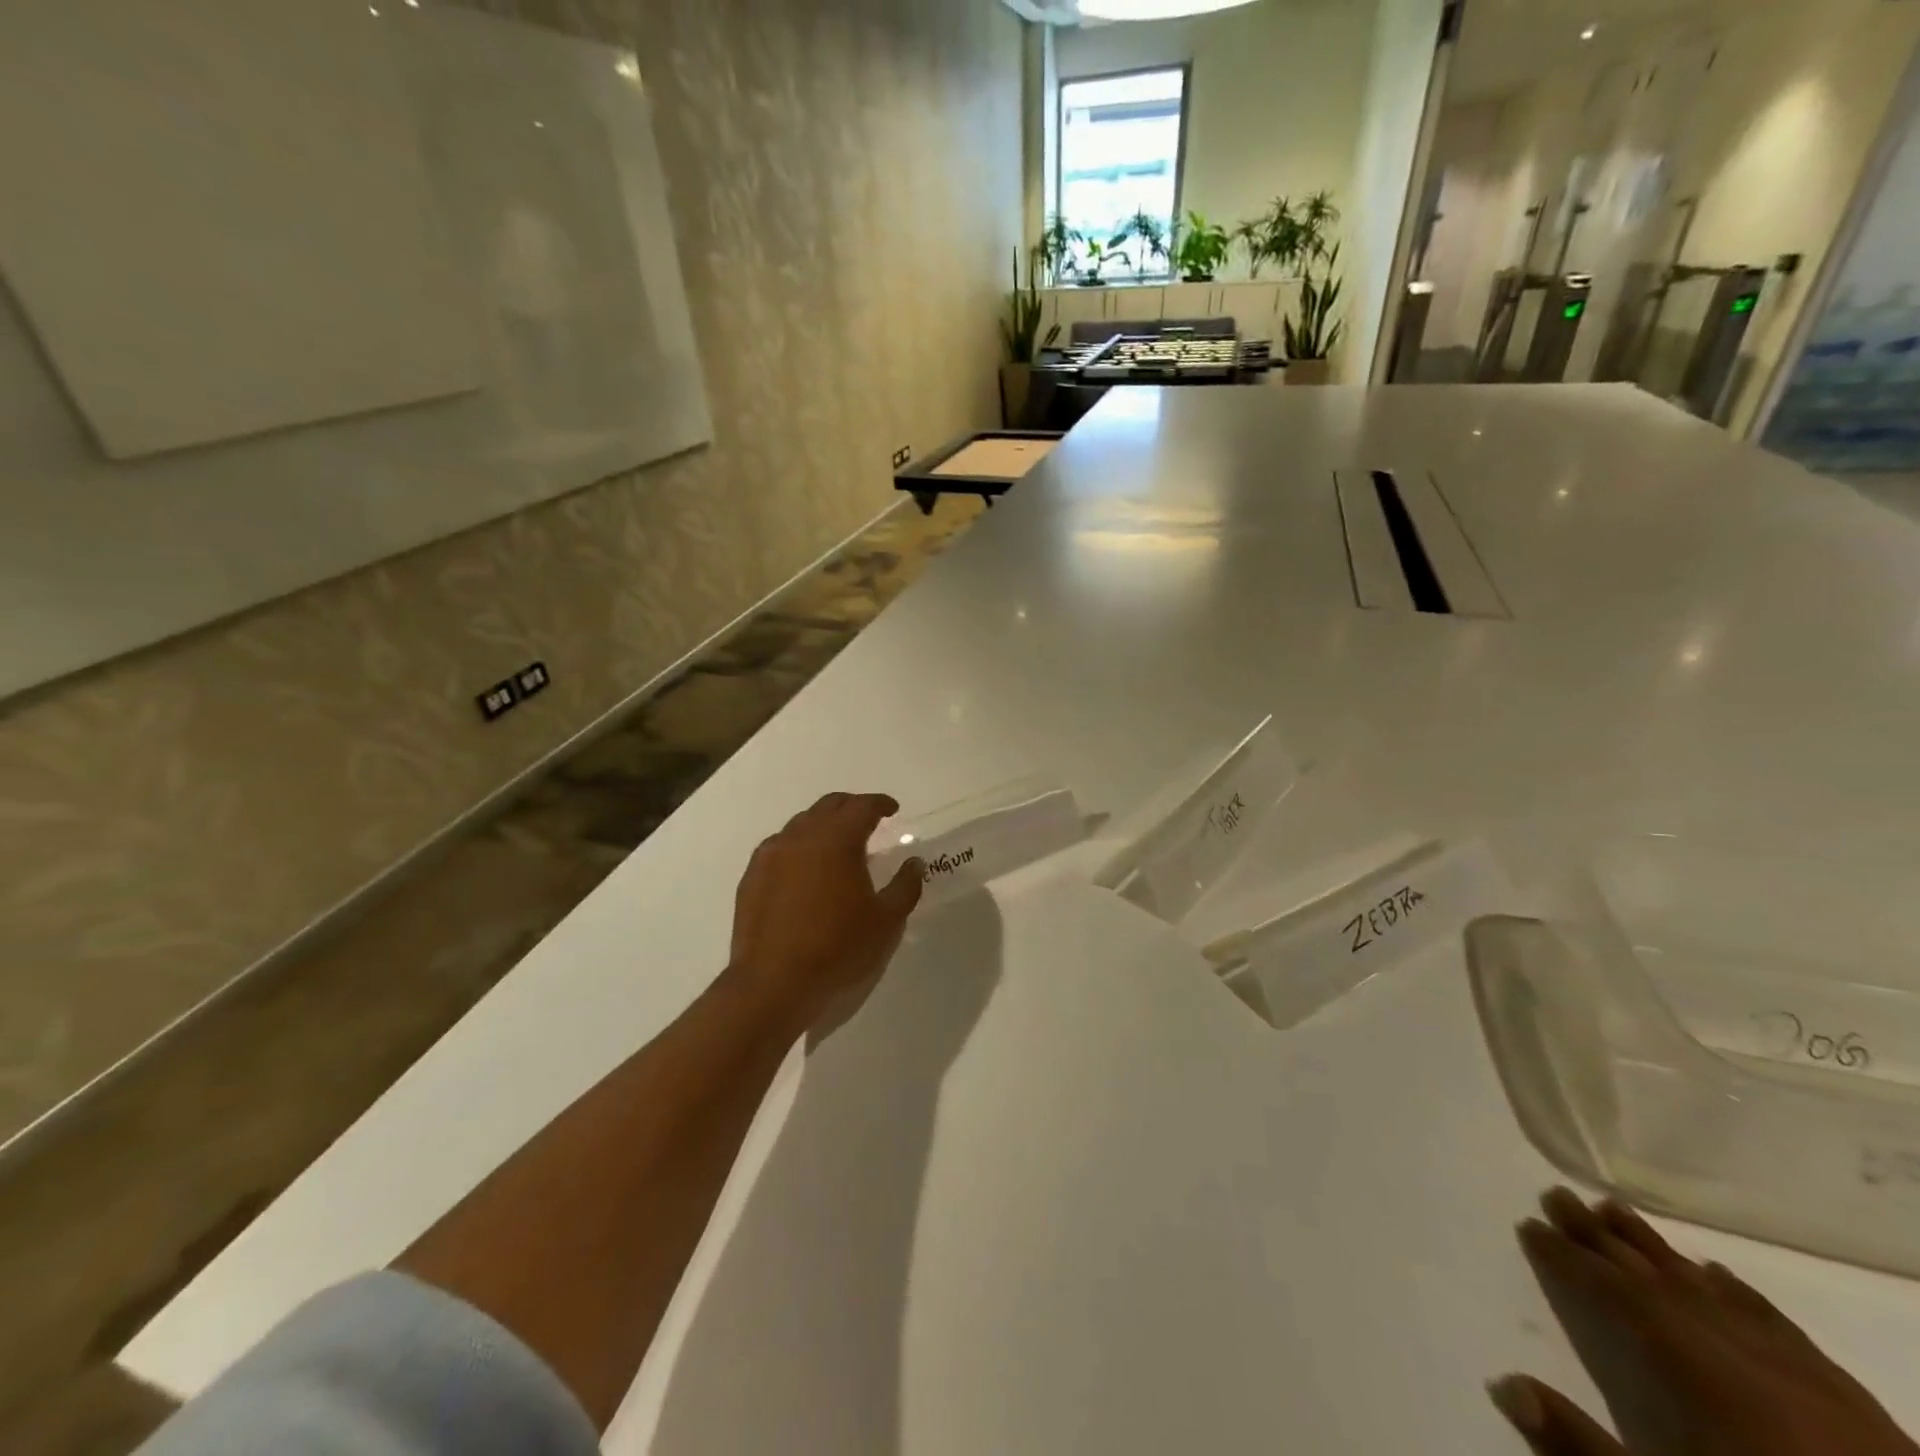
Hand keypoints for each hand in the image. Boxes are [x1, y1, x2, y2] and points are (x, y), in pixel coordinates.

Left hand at [728, 792, 922, 1032]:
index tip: (892, 810)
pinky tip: (805, 869)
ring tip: (837, 846)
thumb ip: (905, 886)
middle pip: (829, 806)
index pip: (862, 807)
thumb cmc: (837, 949)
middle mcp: (801, 837)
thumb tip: (914, 864)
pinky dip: (798, 846)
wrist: (772, 984)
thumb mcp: (886, 921)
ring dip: (823, 825)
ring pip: (801, 824)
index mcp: (837, 840)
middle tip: (868, 821)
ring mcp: (771, 855)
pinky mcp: (752, 876)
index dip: (880, 804)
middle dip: (851, 807)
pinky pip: (779, 847)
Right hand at [1489, 1186, 1917, 1455]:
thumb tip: (1505, 1383)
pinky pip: (1777, 1324)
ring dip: (1657, 1248)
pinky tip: (1718, 1274)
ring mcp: (1799, 1372)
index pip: (1611, 1294)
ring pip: (1711, 1290)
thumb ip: (1582, 1446)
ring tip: (1617, 1209)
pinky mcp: (1852, 1402)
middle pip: (1655, 1279)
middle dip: (1600, 1236)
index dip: (1565, 1257)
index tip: (1529, 1223)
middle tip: (1558, 1194)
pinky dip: (1737, 1292)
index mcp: (1691, 1370)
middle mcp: (1736, 1352)